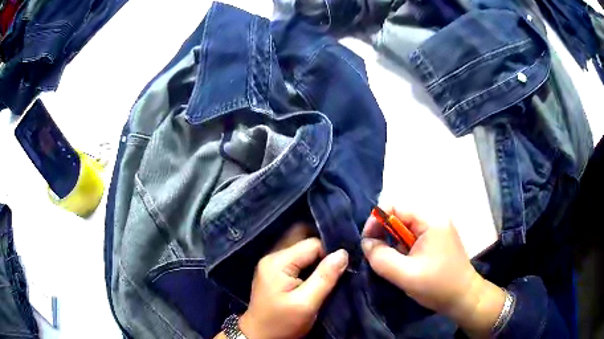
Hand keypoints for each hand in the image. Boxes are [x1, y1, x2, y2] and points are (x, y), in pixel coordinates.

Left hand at [239, 226, 348, 338]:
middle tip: (341, 267)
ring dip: (318, 260)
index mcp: (278, 262)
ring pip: (303, 252)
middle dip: (325, 253)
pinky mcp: (275, 272)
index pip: (312, 244)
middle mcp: (273, 257)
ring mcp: (273, 264)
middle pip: (306, 244)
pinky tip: (319, 275)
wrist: (259, 336)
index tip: (345, 266)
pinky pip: (298, 260)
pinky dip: (311, 265)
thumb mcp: (306, 304)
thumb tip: (343, 253)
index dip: (330, 253)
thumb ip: (325, 277)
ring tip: (332, 272)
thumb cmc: (282, 323)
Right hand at [361, 208, 505, 336]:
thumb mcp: (405, 274)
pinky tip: (404, 263)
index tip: (367, 241)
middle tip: (376, 254)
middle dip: (384, 233)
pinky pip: (413, 236)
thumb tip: (366, 243)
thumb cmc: (438, 285)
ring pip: (405, 227)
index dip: (376, 220)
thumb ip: (381, 257)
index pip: (395, 206)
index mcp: (430, 220)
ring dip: (393, 242)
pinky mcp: (437, 239)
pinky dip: (403, 247)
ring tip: (391, 262)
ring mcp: (437, 228)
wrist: (464, 297)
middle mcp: (434, 218)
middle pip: (400, 215)